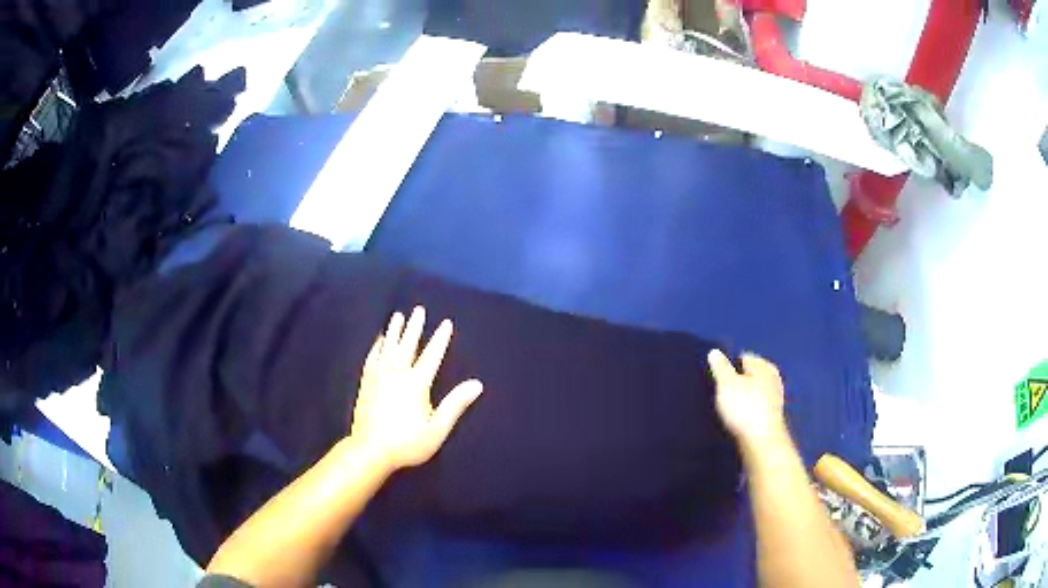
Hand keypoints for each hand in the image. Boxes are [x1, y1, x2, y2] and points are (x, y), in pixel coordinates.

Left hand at [350, 307, 482, 472]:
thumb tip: (477, 384)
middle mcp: (397, 374)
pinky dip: (376, 346)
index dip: (440, 339)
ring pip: (388, 347)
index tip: (446, 322)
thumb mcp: (437, 428)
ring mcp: (378, 376)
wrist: (370, 450)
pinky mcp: (366, 382)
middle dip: (415, 327)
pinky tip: (379, 340)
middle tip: (418, 309)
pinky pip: (372, 357)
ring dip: (394, 330)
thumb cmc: (407, 442)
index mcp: (417, 383)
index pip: (431, 355)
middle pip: (407, 345)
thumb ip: (455, 404)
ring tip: (398, 315)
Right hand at [707, 349, 788, 447]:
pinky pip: (757, 406)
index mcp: (763, 366)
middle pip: (750, 375)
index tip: (718, 378)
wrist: (762, 441)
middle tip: (721, 393)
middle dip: (737, 381)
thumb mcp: (726, 383)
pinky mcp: (773, 415)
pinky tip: (739, 418)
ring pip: (754, 391)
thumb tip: (715, 352)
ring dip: (743, 397)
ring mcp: (775, 397)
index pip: (743, 357)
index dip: (729, 366)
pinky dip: (748, 409)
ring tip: (728, 408)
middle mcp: (773, 378)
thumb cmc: (744, 407)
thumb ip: (720, 367)